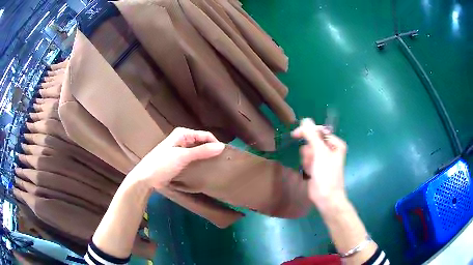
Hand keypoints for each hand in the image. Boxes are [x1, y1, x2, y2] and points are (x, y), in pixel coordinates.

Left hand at [129, 127, 224, 189]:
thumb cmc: (162, 164)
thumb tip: (222, 146)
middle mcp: (182, 139)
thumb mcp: (183, 157)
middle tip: (221, 162)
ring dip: (205, 157)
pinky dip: (199, 162)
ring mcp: (180, 150)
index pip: (205, 135)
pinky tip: (204, 169)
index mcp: (182, 134)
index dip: (215, 143)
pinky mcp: (178, 160)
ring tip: (215, 166)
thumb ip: (202, 151)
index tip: (224, 155)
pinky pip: (193, 158)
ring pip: (197, 151)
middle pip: (201, 142)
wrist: (145, 178)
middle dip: (211, 150)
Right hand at [292, 118, 347, 208]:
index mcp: (335, 143)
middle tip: (312, 160)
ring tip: (312, 169)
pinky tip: (311, 173)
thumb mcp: (320, 152)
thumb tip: (305, 119)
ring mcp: (323, 158)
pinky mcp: (317, 167)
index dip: (307, 132)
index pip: (319, 131)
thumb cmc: (327, 174)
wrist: (326, 197)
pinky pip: (307, 160)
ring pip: (308, 151)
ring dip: (307, 159)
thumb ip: (312, 135)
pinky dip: (307, 165)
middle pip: (312, 142)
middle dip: (309, 151)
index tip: (296, 134)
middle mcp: (330, 149)